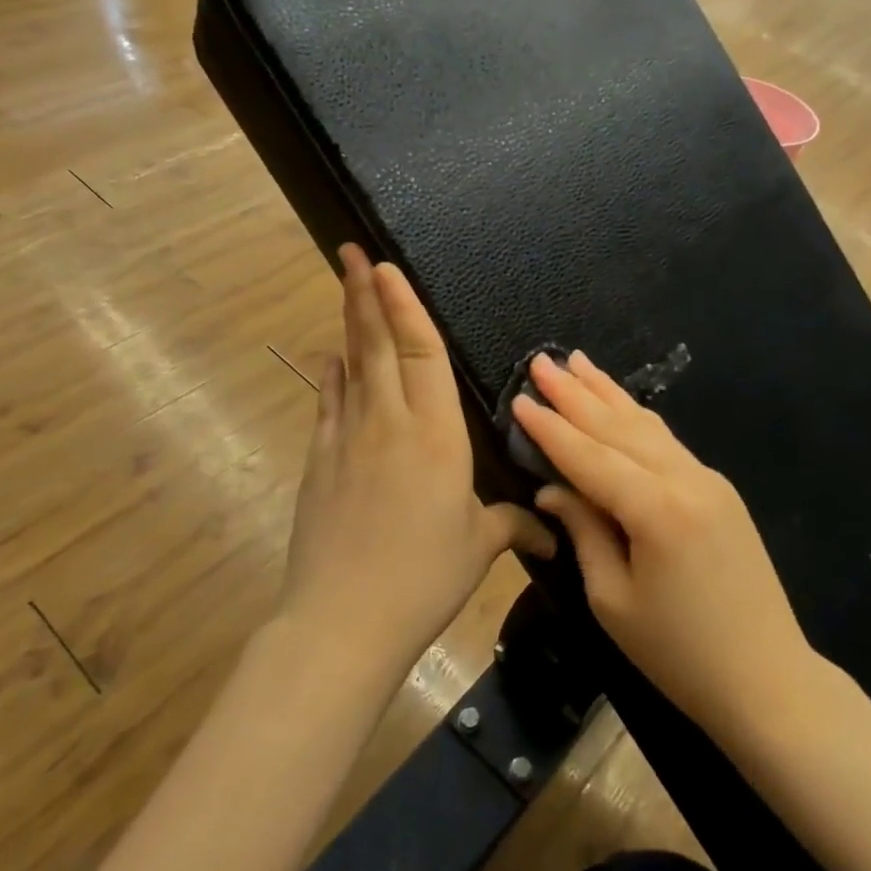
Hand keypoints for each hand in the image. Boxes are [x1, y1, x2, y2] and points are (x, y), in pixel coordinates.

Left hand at [280, 246, 553, 681]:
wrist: (342, 620)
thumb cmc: (423, 578)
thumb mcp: (477, 547)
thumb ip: (514, 526)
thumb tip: (551, 533)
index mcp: (437, 434)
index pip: (422, 353)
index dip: (405, 306)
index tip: (386, 268)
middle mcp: (389, 422)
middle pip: (376, 343)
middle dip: (364, 292)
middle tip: (350, 251)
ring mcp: (347, 438)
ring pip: (350, 365)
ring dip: (347, 322)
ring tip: (343, 285)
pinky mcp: (320, 461)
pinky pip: (328, 403)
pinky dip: (331, 374)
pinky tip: (331, 358)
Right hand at [512, 351, 813, 736]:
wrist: (768, 680)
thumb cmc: (679, 654)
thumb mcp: (613, 600)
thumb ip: (583, 532)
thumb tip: (553, 489)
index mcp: (656, 511)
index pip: (590, 456)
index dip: (551, 428)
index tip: (520, 397)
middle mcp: (685, 481)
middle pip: (619, 427)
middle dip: (576, 393)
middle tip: (543, 361)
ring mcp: (709, 481)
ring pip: (648, 426)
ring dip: (609, 393)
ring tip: (579, 362)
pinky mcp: (720, 491)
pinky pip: (668, 443)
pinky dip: (637, 419)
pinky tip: (621, 405)